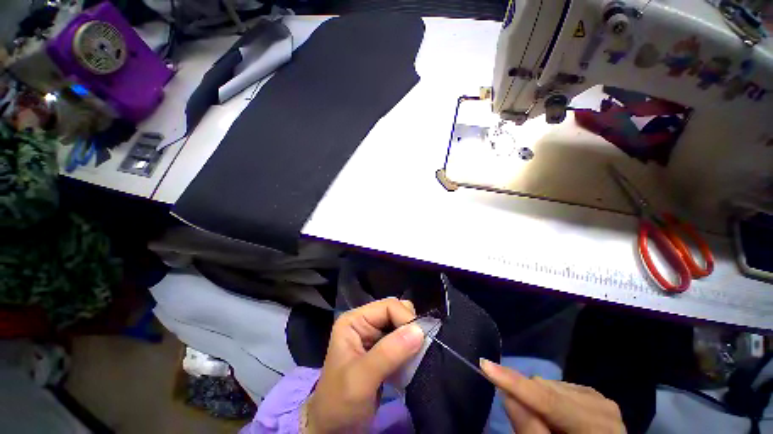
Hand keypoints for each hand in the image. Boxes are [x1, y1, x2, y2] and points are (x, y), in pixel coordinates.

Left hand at [305, 298, 424, 432]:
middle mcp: (364, 322)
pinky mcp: (382, 349)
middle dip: (409, 328)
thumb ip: (388, 353)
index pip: (388, 306)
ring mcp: (373, 335)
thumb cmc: (340, 402)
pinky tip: (410, 363)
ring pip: (401, 325)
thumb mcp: (361, 378)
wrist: (333, 429)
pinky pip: (402, 340)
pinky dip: (410, 349)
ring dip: (411, 340)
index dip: (406, 318)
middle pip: (396, 312)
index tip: (421, 339)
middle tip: (418, 349)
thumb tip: (419, 330)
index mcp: (354, 320)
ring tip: (415, 358)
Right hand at [480, 359, 625, 433]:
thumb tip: (507, 396)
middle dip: (525, 396)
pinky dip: (546, 398)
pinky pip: (556, 386)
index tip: (485, 364)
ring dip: (536, 399)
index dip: (515, 383)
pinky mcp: (592, 394)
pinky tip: (553, 416)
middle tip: (516, 413)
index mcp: (595, 427)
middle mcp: (599, 406)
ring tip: (543, 422)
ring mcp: (598, 398)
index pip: (548, 400)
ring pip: (549, 385)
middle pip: (546, 389)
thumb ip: (529, 431)